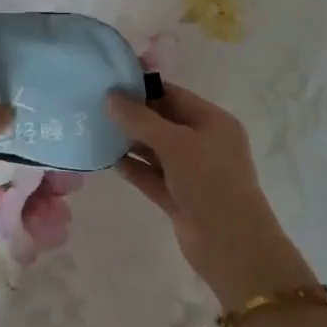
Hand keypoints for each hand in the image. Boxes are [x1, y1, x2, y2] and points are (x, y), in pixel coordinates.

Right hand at [106, 83, 316, 309]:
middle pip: (164, 121)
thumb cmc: (210, 181)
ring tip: (95, 129)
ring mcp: (191, 172)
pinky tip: (107, 159)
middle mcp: (204, 143)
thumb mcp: (176, 143)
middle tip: (95, 104)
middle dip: (133, 114)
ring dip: (129, 141)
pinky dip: (132, 167)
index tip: (110, 81)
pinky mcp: (178, 197)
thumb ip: (141, 119)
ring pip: (155, 150)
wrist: (231, 244)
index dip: (144, 88)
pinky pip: (151, 176)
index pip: (175, 95)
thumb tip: (110, 98)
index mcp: (214, 122)